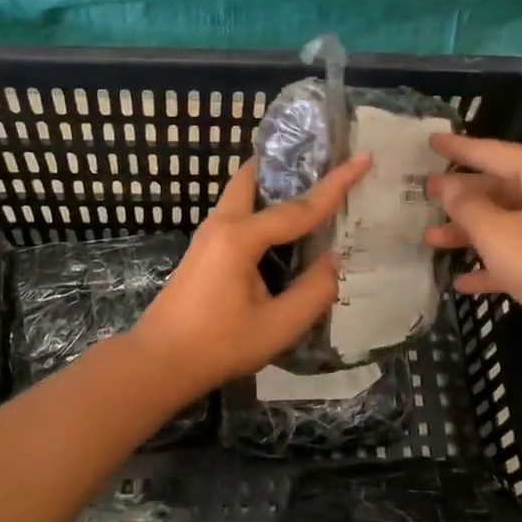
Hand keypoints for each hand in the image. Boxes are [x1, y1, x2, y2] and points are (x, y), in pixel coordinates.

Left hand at [131, 153, 371, 393]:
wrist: (159, 362)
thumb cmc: (218, 345)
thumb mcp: (277, 327)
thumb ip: (313, 292)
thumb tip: (334, 262)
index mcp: (240, 238)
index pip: (298, 208)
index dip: (335, 185)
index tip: (363, 158)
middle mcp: (221, 225)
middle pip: (254, 177)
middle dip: (287, 165)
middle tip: (321, 160)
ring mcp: (208, 235)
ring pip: (242, 193)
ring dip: (272, 186)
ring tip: (307, 188)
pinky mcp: (204, 249)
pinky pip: (237, 213)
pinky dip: (261, 207)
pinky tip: (281, 228)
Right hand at [424, 134, 521, 348]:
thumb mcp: (496, 233)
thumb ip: (467, 206)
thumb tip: (449, 187)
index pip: (494, 152)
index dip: (460, 148)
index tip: (431, 140)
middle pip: (500, 187)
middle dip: (462, 196)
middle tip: (426, 192)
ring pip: (507, 221)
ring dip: (471, 232)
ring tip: (432, 239)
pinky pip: (520, 252)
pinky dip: (493, 262)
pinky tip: (463, 281)